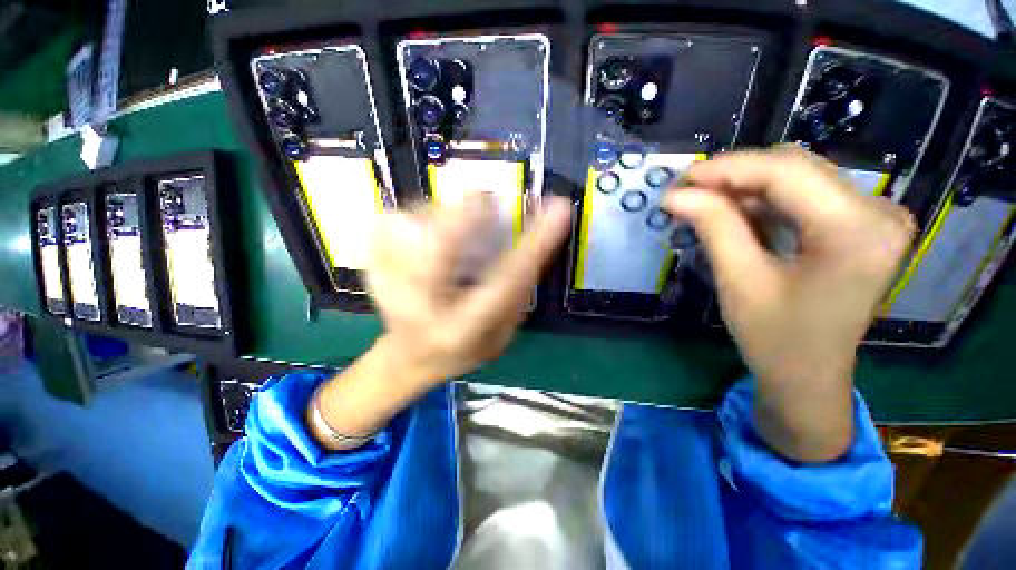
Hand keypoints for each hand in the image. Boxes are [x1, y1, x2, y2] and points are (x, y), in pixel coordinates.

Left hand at [310, 193, 571, 450]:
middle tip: (488, 199)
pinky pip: (387, 223)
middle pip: (441, 244)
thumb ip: (517, 291)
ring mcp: (388, 285)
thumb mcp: (503, 333)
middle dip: (471, 211)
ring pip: (411, 224)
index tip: (559, 209)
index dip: (535, 242)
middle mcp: (423, 307)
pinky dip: (410, 216)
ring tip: (456, 225)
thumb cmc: (464, 348)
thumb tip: (534, 239)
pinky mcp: (372, 268)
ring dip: (442, 213)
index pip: (506, 281)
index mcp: (463, 329)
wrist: (409, 358)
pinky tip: (422, 232)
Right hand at [664, 147, 914, 461]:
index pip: (787, 172)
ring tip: (703, 202)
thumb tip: (675, 195)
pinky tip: (734, 212)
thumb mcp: (739, 281)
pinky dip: (764, 200)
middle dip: (734, 175)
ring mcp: (875, 217)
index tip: (681, 179)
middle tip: (688, 191)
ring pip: (799, 178)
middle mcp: (879, 213)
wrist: (809, 376)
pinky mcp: (861, 225)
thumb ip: (713, 227)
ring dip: (746, 187)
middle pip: (796, 168)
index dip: (727, 169)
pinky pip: (806, 196)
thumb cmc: (775, 339)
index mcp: (857, 231)